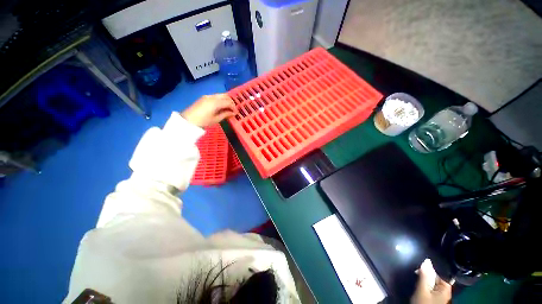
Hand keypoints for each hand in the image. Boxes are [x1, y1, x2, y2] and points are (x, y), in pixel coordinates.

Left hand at [181, 94, 235, 127]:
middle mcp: (212, 97)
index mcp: (216, 102)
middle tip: (233, 109)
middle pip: (225, 96)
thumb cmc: (204, 121)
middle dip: (231, 102)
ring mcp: (207, 96)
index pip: (228, 102)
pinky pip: (215, 96)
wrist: (188, 120)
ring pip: (220, 95)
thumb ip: (225, 114)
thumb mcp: (216, 119)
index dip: (234, 107)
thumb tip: (233, 113)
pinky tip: (221, 106)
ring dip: (226, 100)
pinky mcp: (204, 98)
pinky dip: (221, 100)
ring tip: (228, 108)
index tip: (236, 113)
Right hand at [411, 259, 452, 303]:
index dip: (433, 267)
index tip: (423, 262)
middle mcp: (445, 292)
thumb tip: (426, 260)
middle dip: (428, 273)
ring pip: (433, 283)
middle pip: (437, 278)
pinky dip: (425, 284)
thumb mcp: (422, 290)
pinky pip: (430, 287)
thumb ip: (424, 275)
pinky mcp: (434, 298)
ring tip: (417, 274)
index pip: (442, 273)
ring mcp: (440, 296)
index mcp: (446, 289)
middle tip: (417, 269)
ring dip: (425, 278)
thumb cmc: (424, 303)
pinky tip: (419, 283)